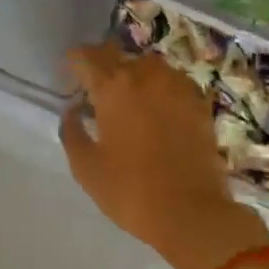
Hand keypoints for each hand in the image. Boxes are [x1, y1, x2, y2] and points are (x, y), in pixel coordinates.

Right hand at [61, 44, 268, 268]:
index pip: (85, 56)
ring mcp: (175, 84)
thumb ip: (72, 132)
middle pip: (115, 54)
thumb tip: (72, 110)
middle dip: (102, 66)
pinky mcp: (199, 101)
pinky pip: (172, 81)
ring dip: (134, 75)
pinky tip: (160, 110)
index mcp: (112, 86)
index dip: (73, 63)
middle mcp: (144, 73)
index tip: (69, 79)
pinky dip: (161, 89)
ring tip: (130, 100)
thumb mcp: (86, 168)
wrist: (194, 214)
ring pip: (147, 66)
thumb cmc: (132, 191)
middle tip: (97, 91)